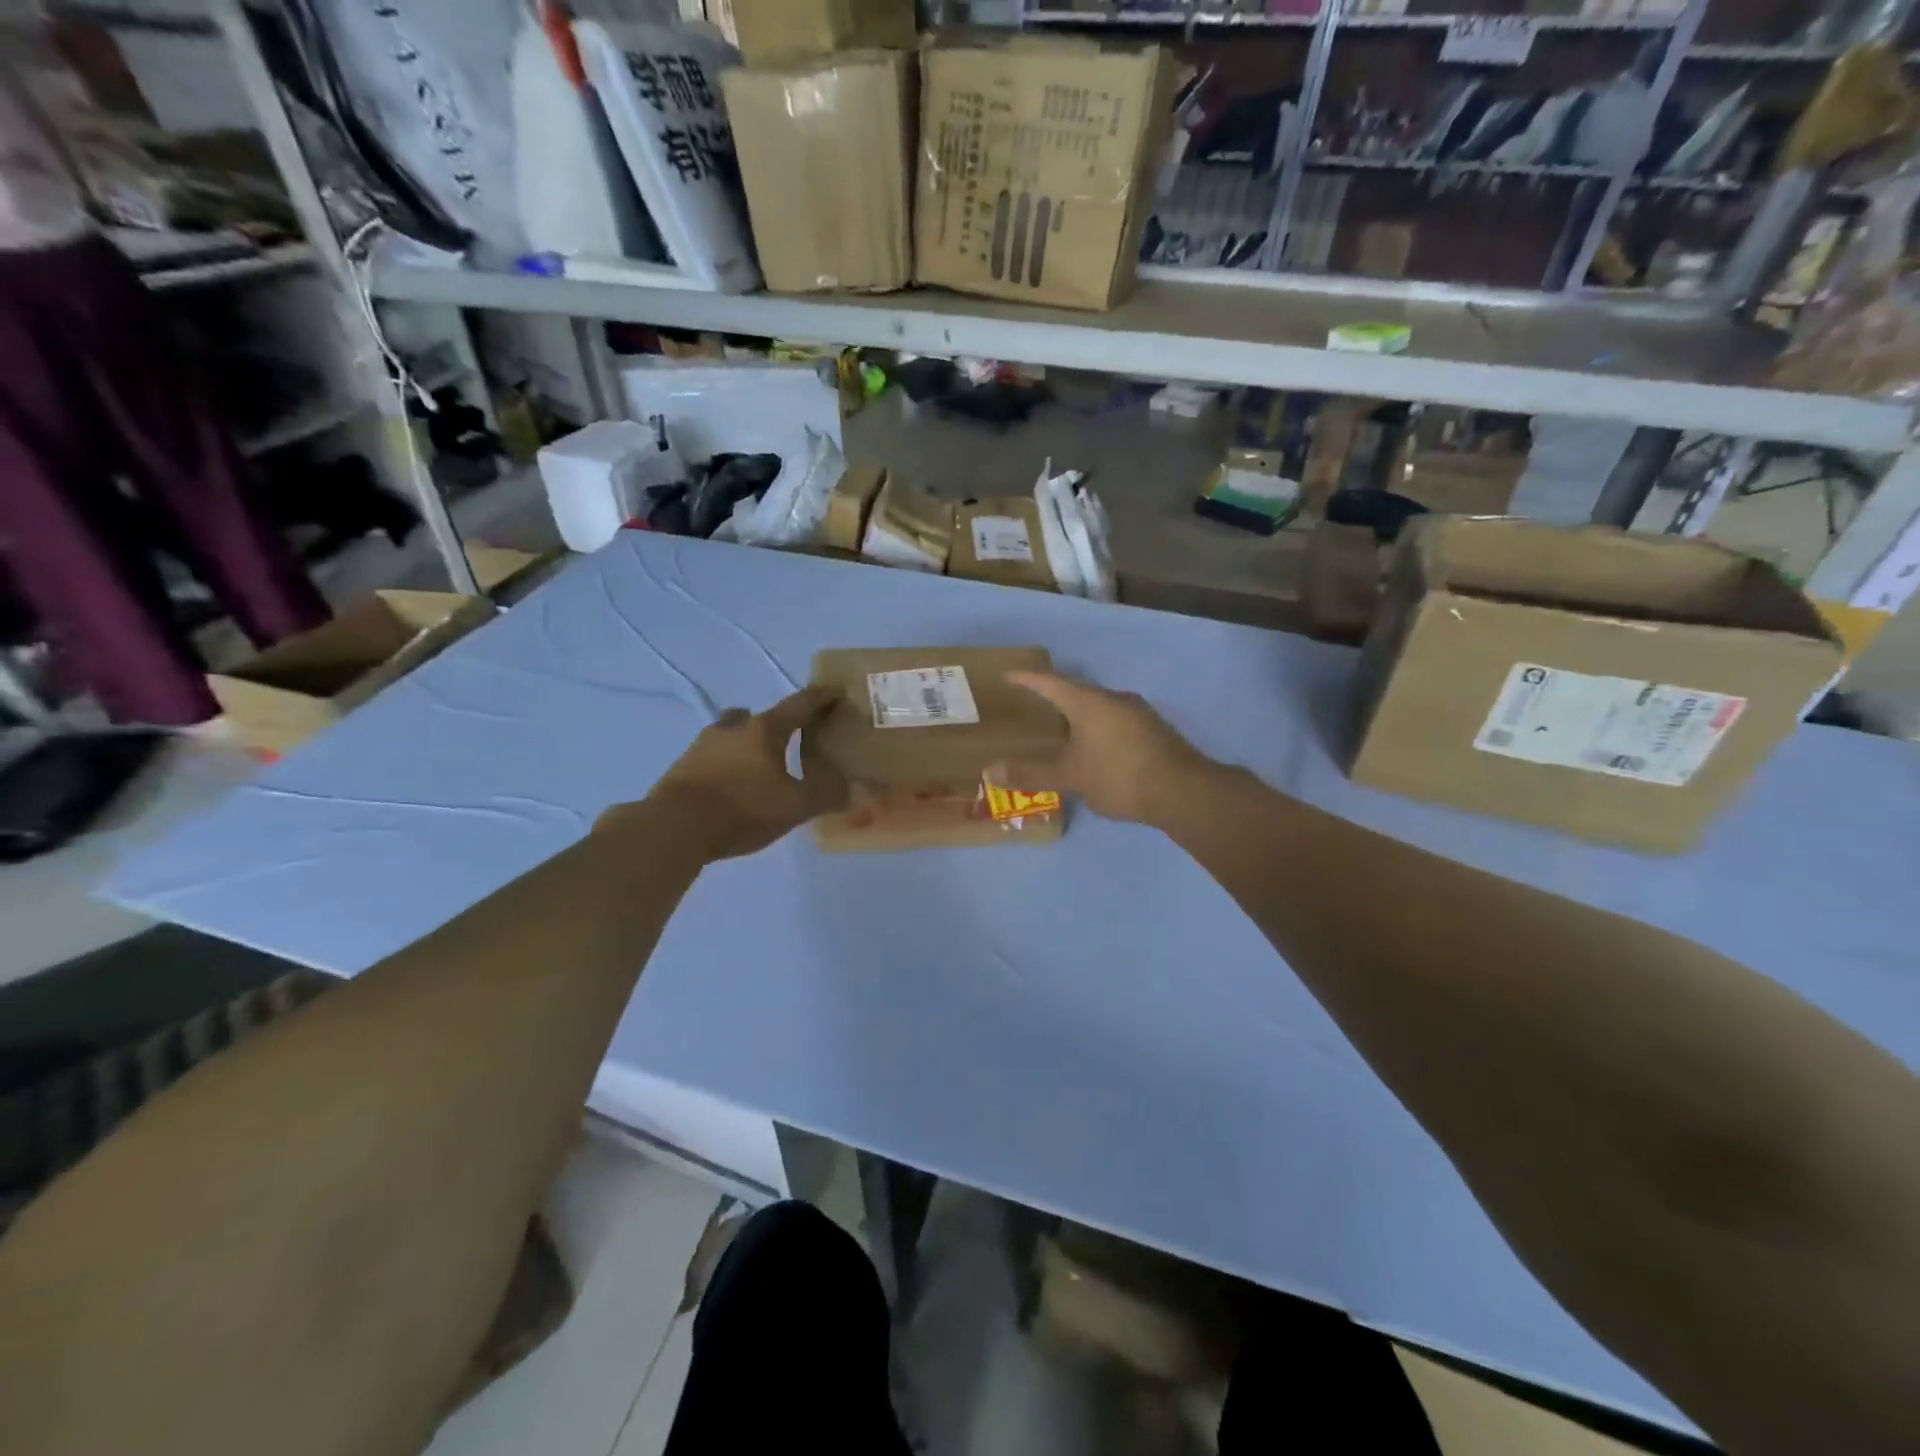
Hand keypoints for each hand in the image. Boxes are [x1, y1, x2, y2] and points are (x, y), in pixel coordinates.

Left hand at [638, 686, 848, 861]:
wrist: (673, 828)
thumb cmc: (742, 808)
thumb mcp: (795, 806)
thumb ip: (825, 794)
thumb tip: (848, 787)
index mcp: (764, 730)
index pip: (800, 705)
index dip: (821, 697)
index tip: (835, 690)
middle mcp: (732, 729)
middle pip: (758, 717)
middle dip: (777, 724)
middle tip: (792, 738)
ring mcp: (701, 746)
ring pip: (731, 735)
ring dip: (748, 744)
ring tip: (761, 768)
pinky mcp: (681, 768)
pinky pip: (713, 758)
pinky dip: (728, 766)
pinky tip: (734, 788)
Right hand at [1007, 671, 1222, 828]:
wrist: (1182, 791)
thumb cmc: (1118, 776)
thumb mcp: (1070, 777)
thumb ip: (1031, 774)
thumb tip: (990, 771)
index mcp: (1088, 702)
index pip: (1049, 683)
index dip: (1027, 679)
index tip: (1008, 675)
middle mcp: (1114, 699)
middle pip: (1077, 692)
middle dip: (1054, 698)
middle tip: (1033, 706)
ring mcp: (1138, 713)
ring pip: (1099, 708)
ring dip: (1079, 716)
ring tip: (1062, 730)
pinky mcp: (1154, 731)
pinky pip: (1116, 723)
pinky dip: (1098, 731)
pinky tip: (1095, 751)